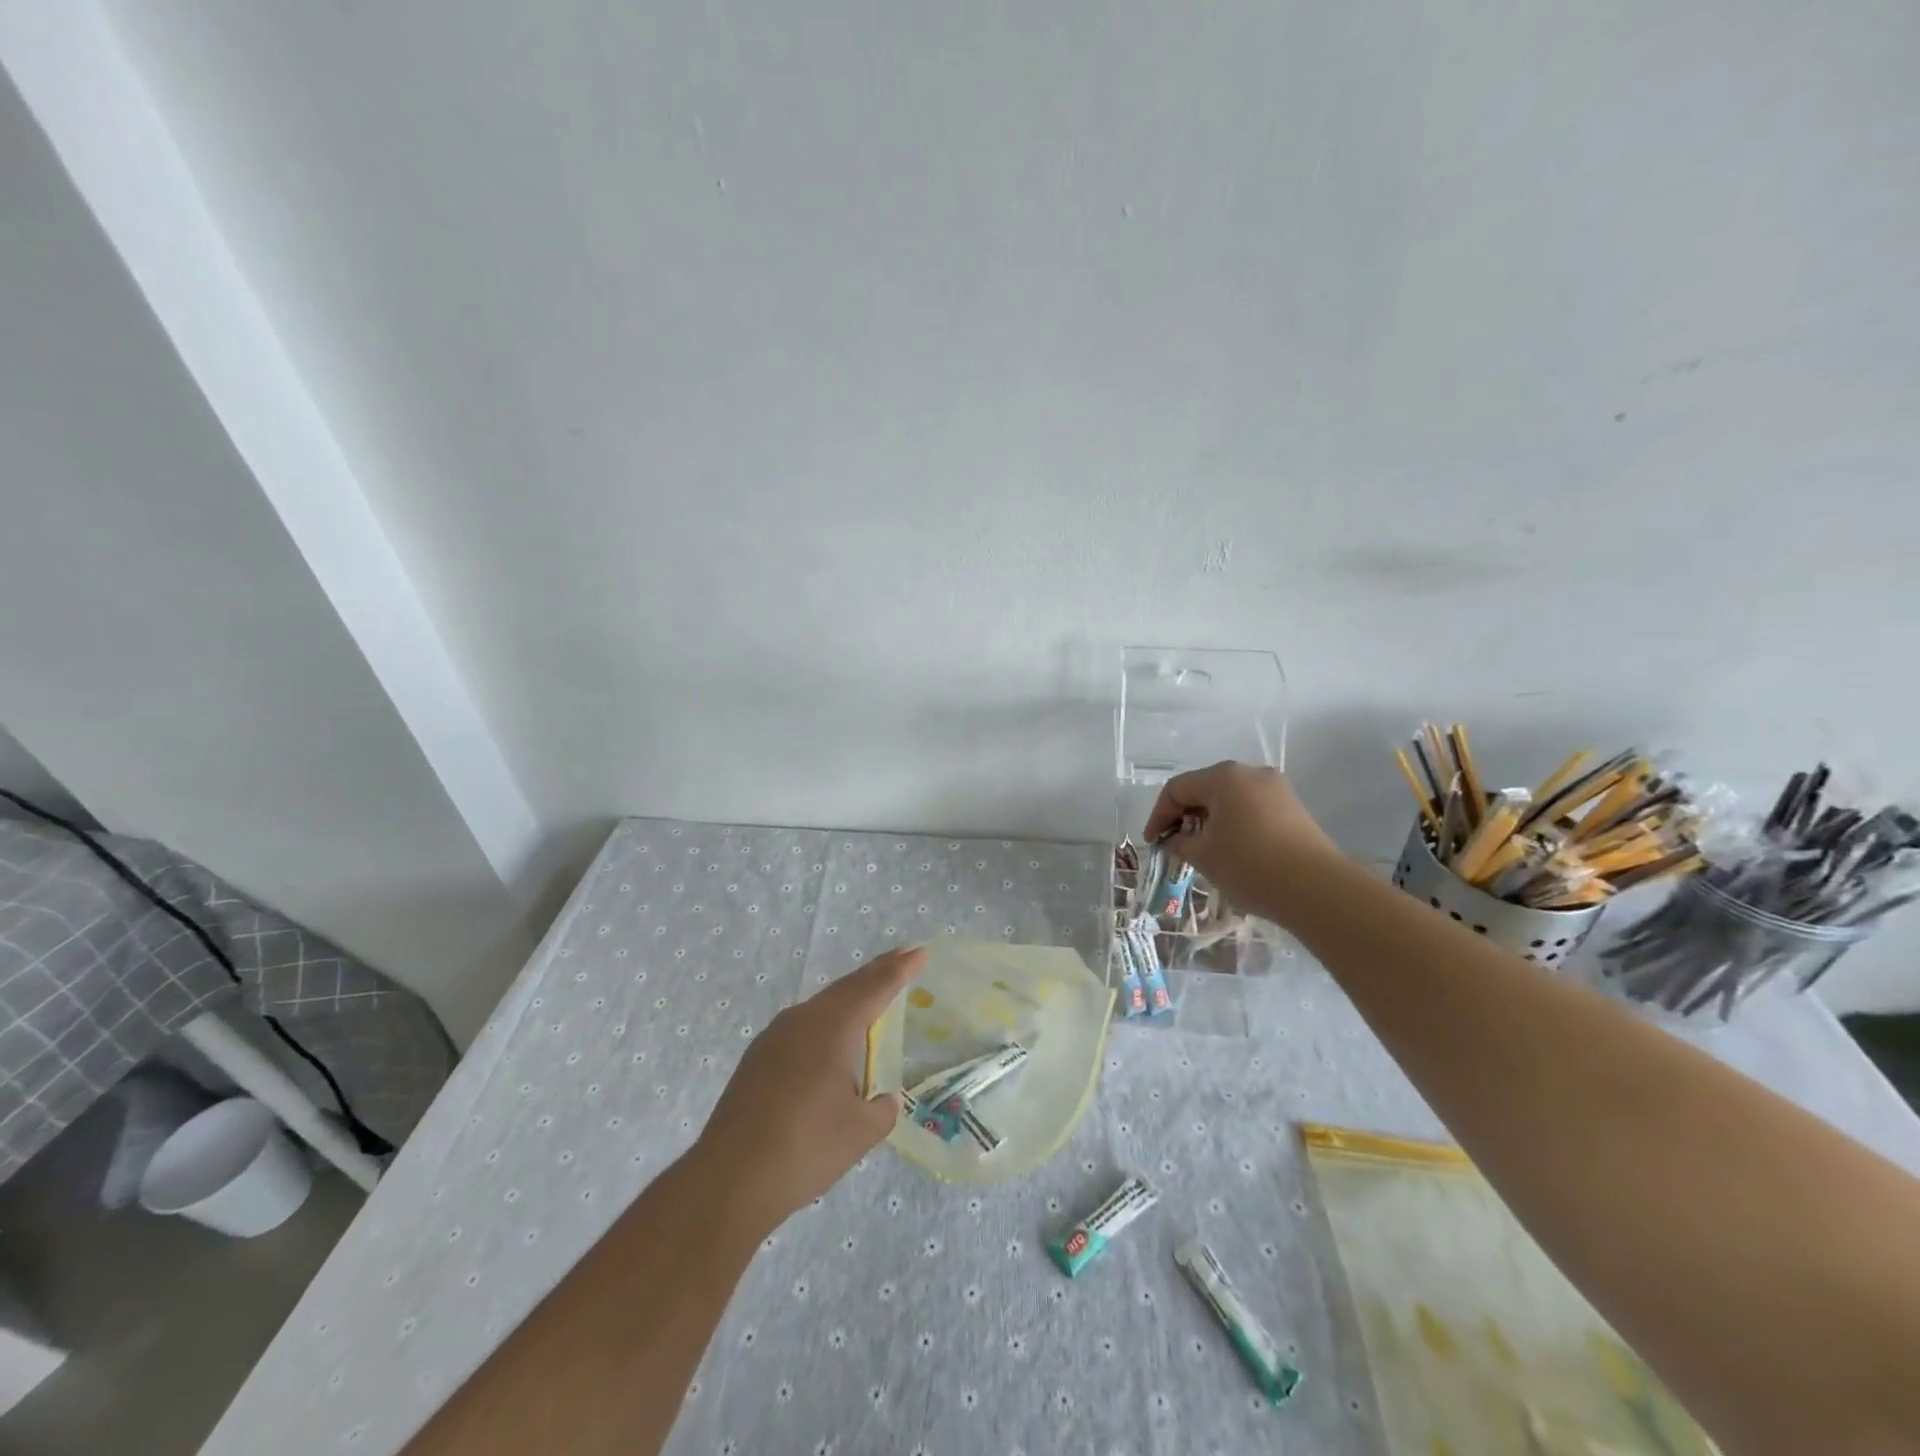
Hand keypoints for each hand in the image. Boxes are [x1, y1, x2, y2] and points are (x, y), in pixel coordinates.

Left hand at [694, 945, 923, 1235]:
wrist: (728, 1180)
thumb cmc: (803, 1149)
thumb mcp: (859, 1133)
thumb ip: (881, 1110)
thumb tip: (882, 1100)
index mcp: (832, 1028)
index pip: (874, 988)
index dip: (899, 970)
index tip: (920, 952)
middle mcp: (802, 1021)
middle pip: (846, 988)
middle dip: (876, 973)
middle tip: (902, 959)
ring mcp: (774, 1038)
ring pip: (821, 1006)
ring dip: (849, 996)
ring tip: (871, 994)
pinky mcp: (757, 1060)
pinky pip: (802, 1026)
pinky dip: (826, 1021)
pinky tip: (830, 1040)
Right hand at [1144, 762, 1339, 921]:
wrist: (1317, 889)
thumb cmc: (1249, 865)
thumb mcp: (1203, 855)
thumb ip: (1180, 842)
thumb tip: (1174, 839)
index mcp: (1223, 776)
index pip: (1177, 789)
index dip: (1159, 816)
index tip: (1153, 843)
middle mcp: (1250, 773)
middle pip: (1204, 789)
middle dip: (1184, 816)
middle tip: (1173, 844)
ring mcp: (1276, 789)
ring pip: (1229, 799)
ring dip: (1209, 821)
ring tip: (1201, 850)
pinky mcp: (1293, 809)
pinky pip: (1251, 809)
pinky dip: (1233, 824)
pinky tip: (1230, 850)